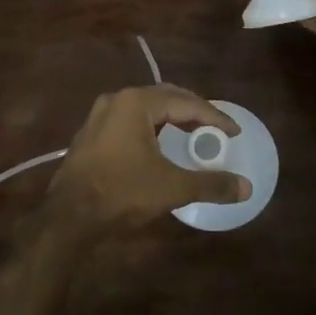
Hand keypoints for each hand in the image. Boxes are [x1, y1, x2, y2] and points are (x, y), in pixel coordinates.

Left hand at [40, 86, 249, 245]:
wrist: (69, 217)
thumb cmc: (122, 193)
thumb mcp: (172, 187)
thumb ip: (210, 183)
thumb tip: (246, 187)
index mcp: (136, 103)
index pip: (185, 103)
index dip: (214, 117)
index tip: (233, 132)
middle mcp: (117, 100)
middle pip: (164, 97)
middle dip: (193, 110)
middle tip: (215, 127)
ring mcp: (99, 116)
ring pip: (145, 108)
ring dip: (171, 117)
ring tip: (192, 132)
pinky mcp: (91, 134)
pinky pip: (129, 121)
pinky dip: (151, 127)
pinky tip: (160, 143)